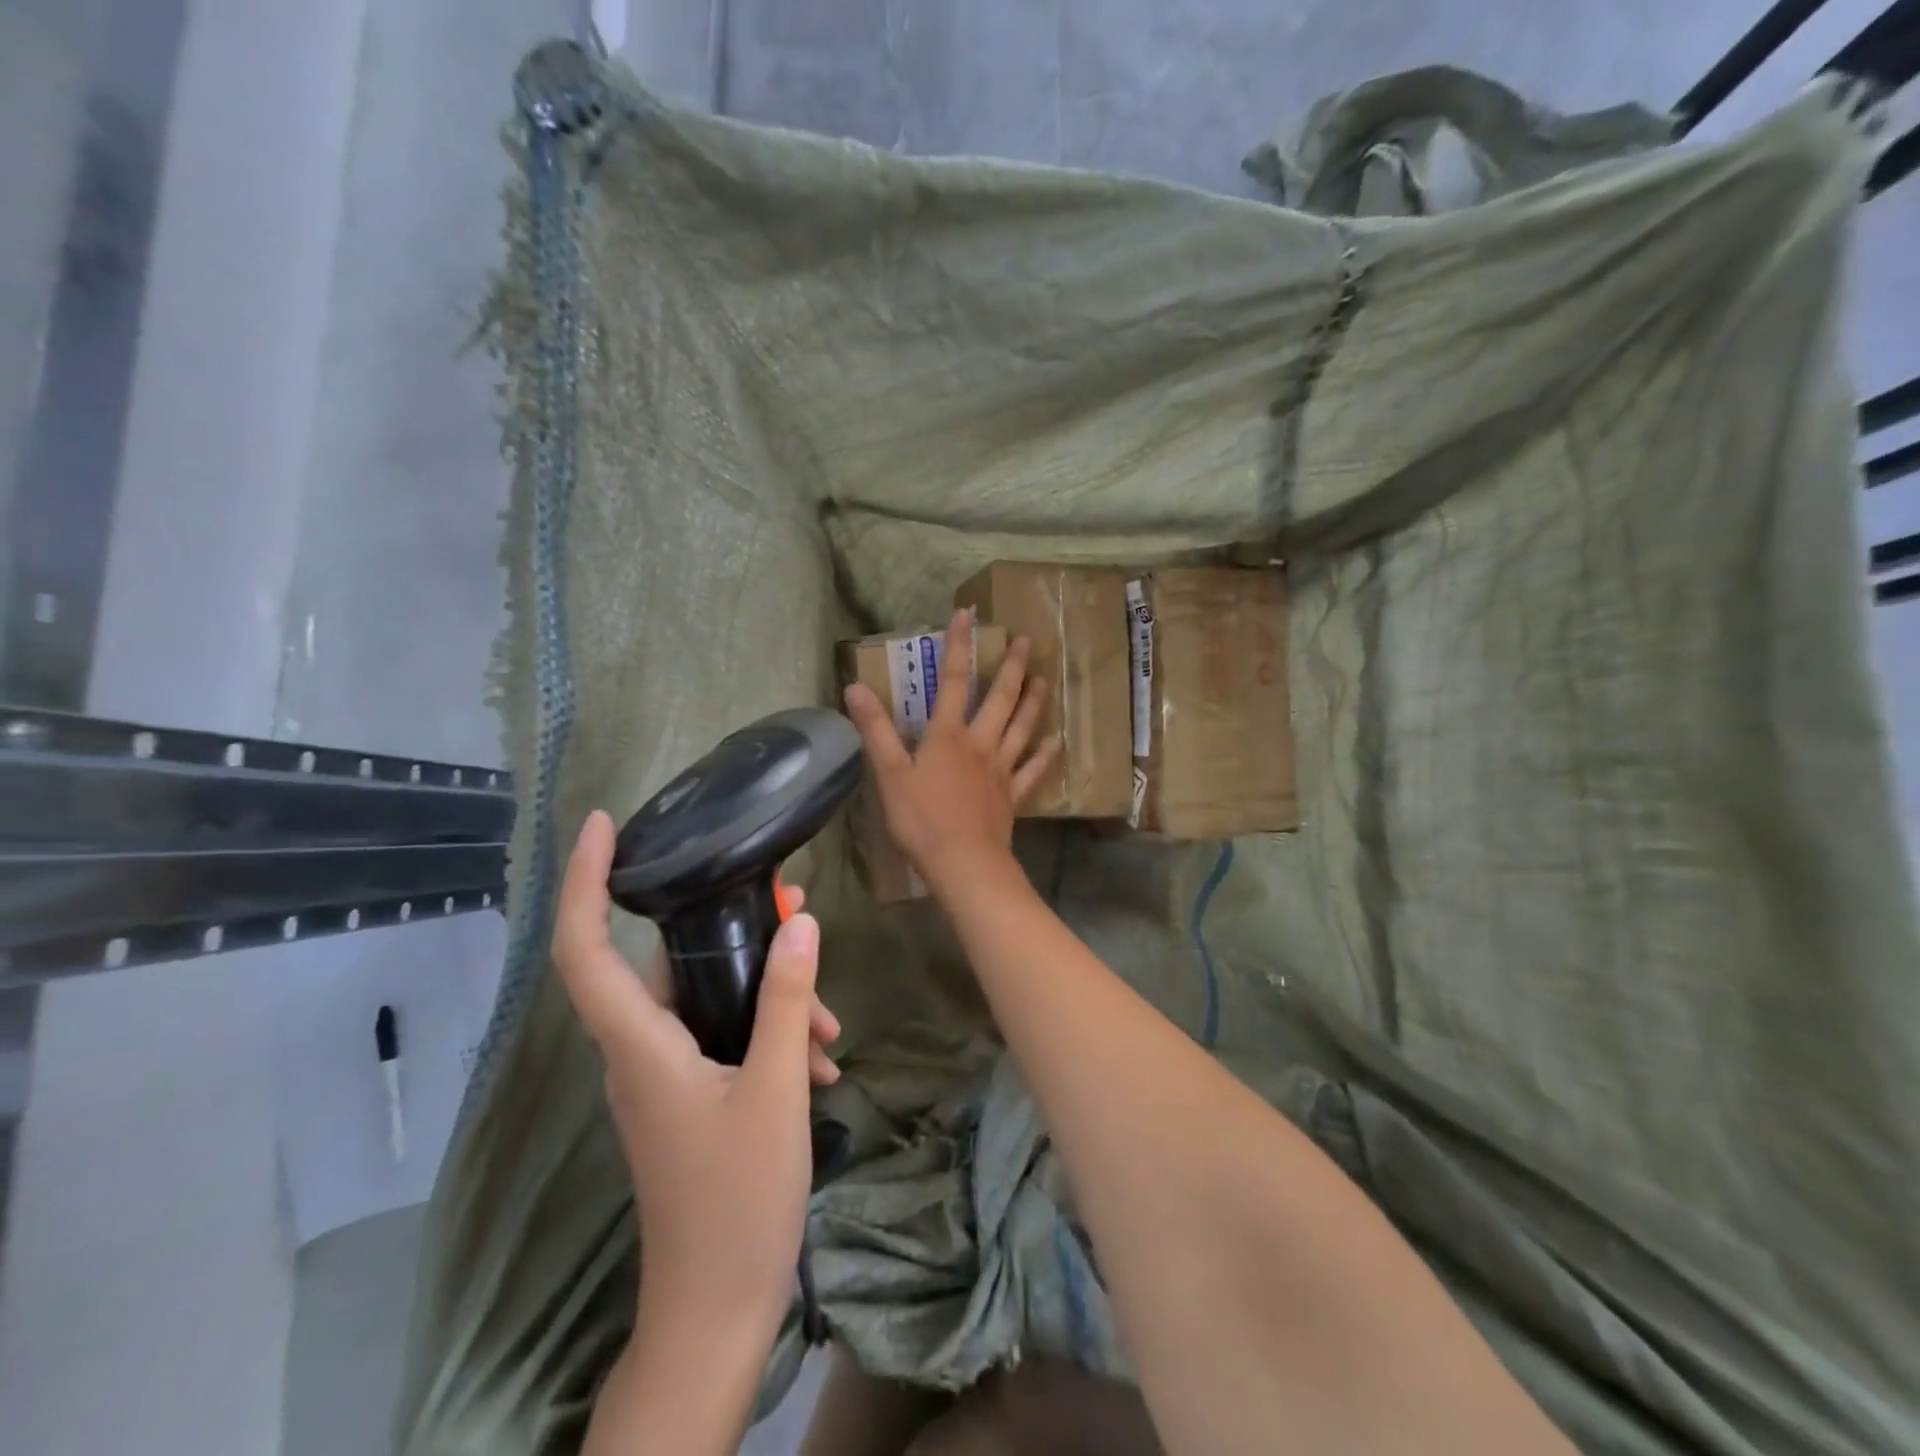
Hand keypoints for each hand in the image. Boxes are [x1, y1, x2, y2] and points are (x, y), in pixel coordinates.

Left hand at [552, 810, 840, 1331]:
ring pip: (709, 1001)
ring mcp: (662, 1075)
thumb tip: (799, 921)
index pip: (586, 948)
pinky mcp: (687, 1094)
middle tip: (793, 911)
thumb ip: (783, 1001)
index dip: (586, 881)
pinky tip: (819, 1057)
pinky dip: (767, 1031)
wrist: (716, 1312)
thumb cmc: (737, 1204)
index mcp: (640, 1046)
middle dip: (734, 935)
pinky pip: (722, 1035)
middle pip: (671, 963)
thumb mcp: (774, 1092)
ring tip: (829, 1024)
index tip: (604, 824)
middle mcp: (639, 1052)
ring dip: (768, 996)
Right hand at [843, 609, 1057, 888]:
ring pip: (1022, 727)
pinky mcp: (1012, 796)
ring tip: (1043, 677)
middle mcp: (980, 743)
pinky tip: (1056, 742)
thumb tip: (855, 687)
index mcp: (947, 735)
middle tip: (1026, 641)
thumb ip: (875, 729)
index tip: (967, 616)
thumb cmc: (922, 819)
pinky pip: (1033, 770)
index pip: (951, 680)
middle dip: (1011, 667)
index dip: (958, 646)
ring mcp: (1001, 769)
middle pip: (999, 698)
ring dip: (1033, 701)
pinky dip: (1045, 755)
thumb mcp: (890, 773)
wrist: (964, 863)